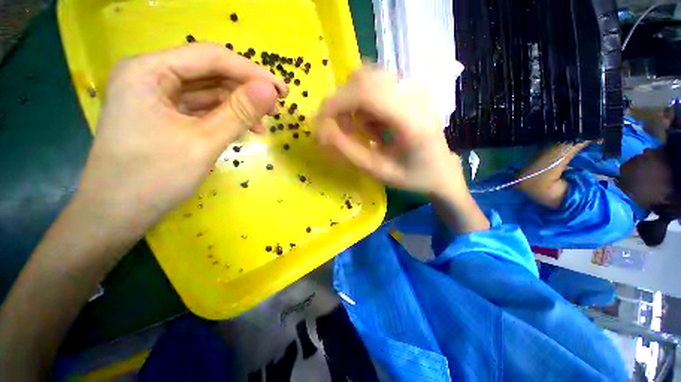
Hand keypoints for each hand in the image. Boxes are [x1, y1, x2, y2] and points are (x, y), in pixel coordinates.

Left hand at [76, 43, 286, 234]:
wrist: (116, 215)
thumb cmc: (153, 179)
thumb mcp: (203, 143)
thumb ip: (238, 112)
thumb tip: (270, 90)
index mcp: (148, 71)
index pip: (211, 57)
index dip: (252, 71)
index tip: (282, 90)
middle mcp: (150, 75)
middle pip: (209, 72)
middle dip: (246, 90)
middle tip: (276, 109)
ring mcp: (155, 96)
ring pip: (207, 92)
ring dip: (238, 106)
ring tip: (262, 124)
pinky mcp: (162, 115)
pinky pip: (201, 108)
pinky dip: (224, 117)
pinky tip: (243, 129)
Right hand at [316, 68, 464, 196]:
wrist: (442, 171)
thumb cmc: (412, 177)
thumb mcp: (377, 171)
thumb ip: (348, 151)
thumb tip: (322, 131)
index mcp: (411, 119)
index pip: (365, 92)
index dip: (336, 104)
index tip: (321, 125)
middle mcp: (414, 95)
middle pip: (363, 78)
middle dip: (340, 103)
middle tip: (337, 129)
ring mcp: (414, 88)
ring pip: (368, 78)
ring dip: (352, 102)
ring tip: (356, 129)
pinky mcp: (410, 90)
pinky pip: (376, 85)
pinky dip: (363, 103)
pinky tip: (370, 124)